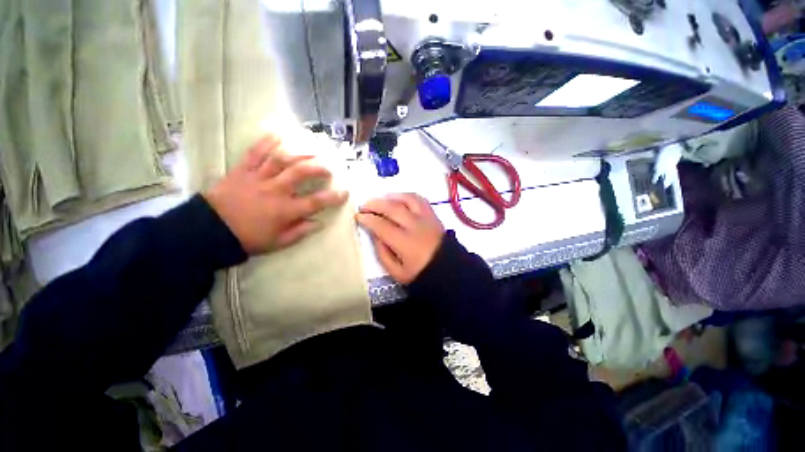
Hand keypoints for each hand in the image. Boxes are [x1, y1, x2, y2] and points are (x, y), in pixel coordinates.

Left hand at [204, 135, 347, 254]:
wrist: (209, 231)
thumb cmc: (248, 238)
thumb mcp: (278, 242)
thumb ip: (300, 232)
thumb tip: (318, 222)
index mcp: (285, 210)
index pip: (316, 202)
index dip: (333, 197)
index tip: (344, 193)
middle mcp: (275, 191)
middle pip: (301, 173)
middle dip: (318, 169)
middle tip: (327, 169)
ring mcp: (258, 178)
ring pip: (281, 160)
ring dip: (299, 154)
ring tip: (311, 151)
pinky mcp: (241, 171)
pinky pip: (254, 153)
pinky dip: (265, 143)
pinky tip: (277, 137)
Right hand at [356, 194, 444, 283]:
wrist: (447, 269)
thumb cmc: (420, 273)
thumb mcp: (397, 272)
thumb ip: (382, 253)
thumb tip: (374, 233)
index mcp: (405, 243)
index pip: (381, 225)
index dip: (367, 219)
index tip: (358, 216)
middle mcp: (415, 226)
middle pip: (392, 208)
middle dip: (375, 204)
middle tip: (364, 205)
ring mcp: (426, 218)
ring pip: (406, 199)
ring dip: (390, 197)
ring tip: (380, 200)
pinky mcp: (433, 214)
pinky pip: (419, 199)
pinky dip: (407, 196)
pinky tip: (399, 198)